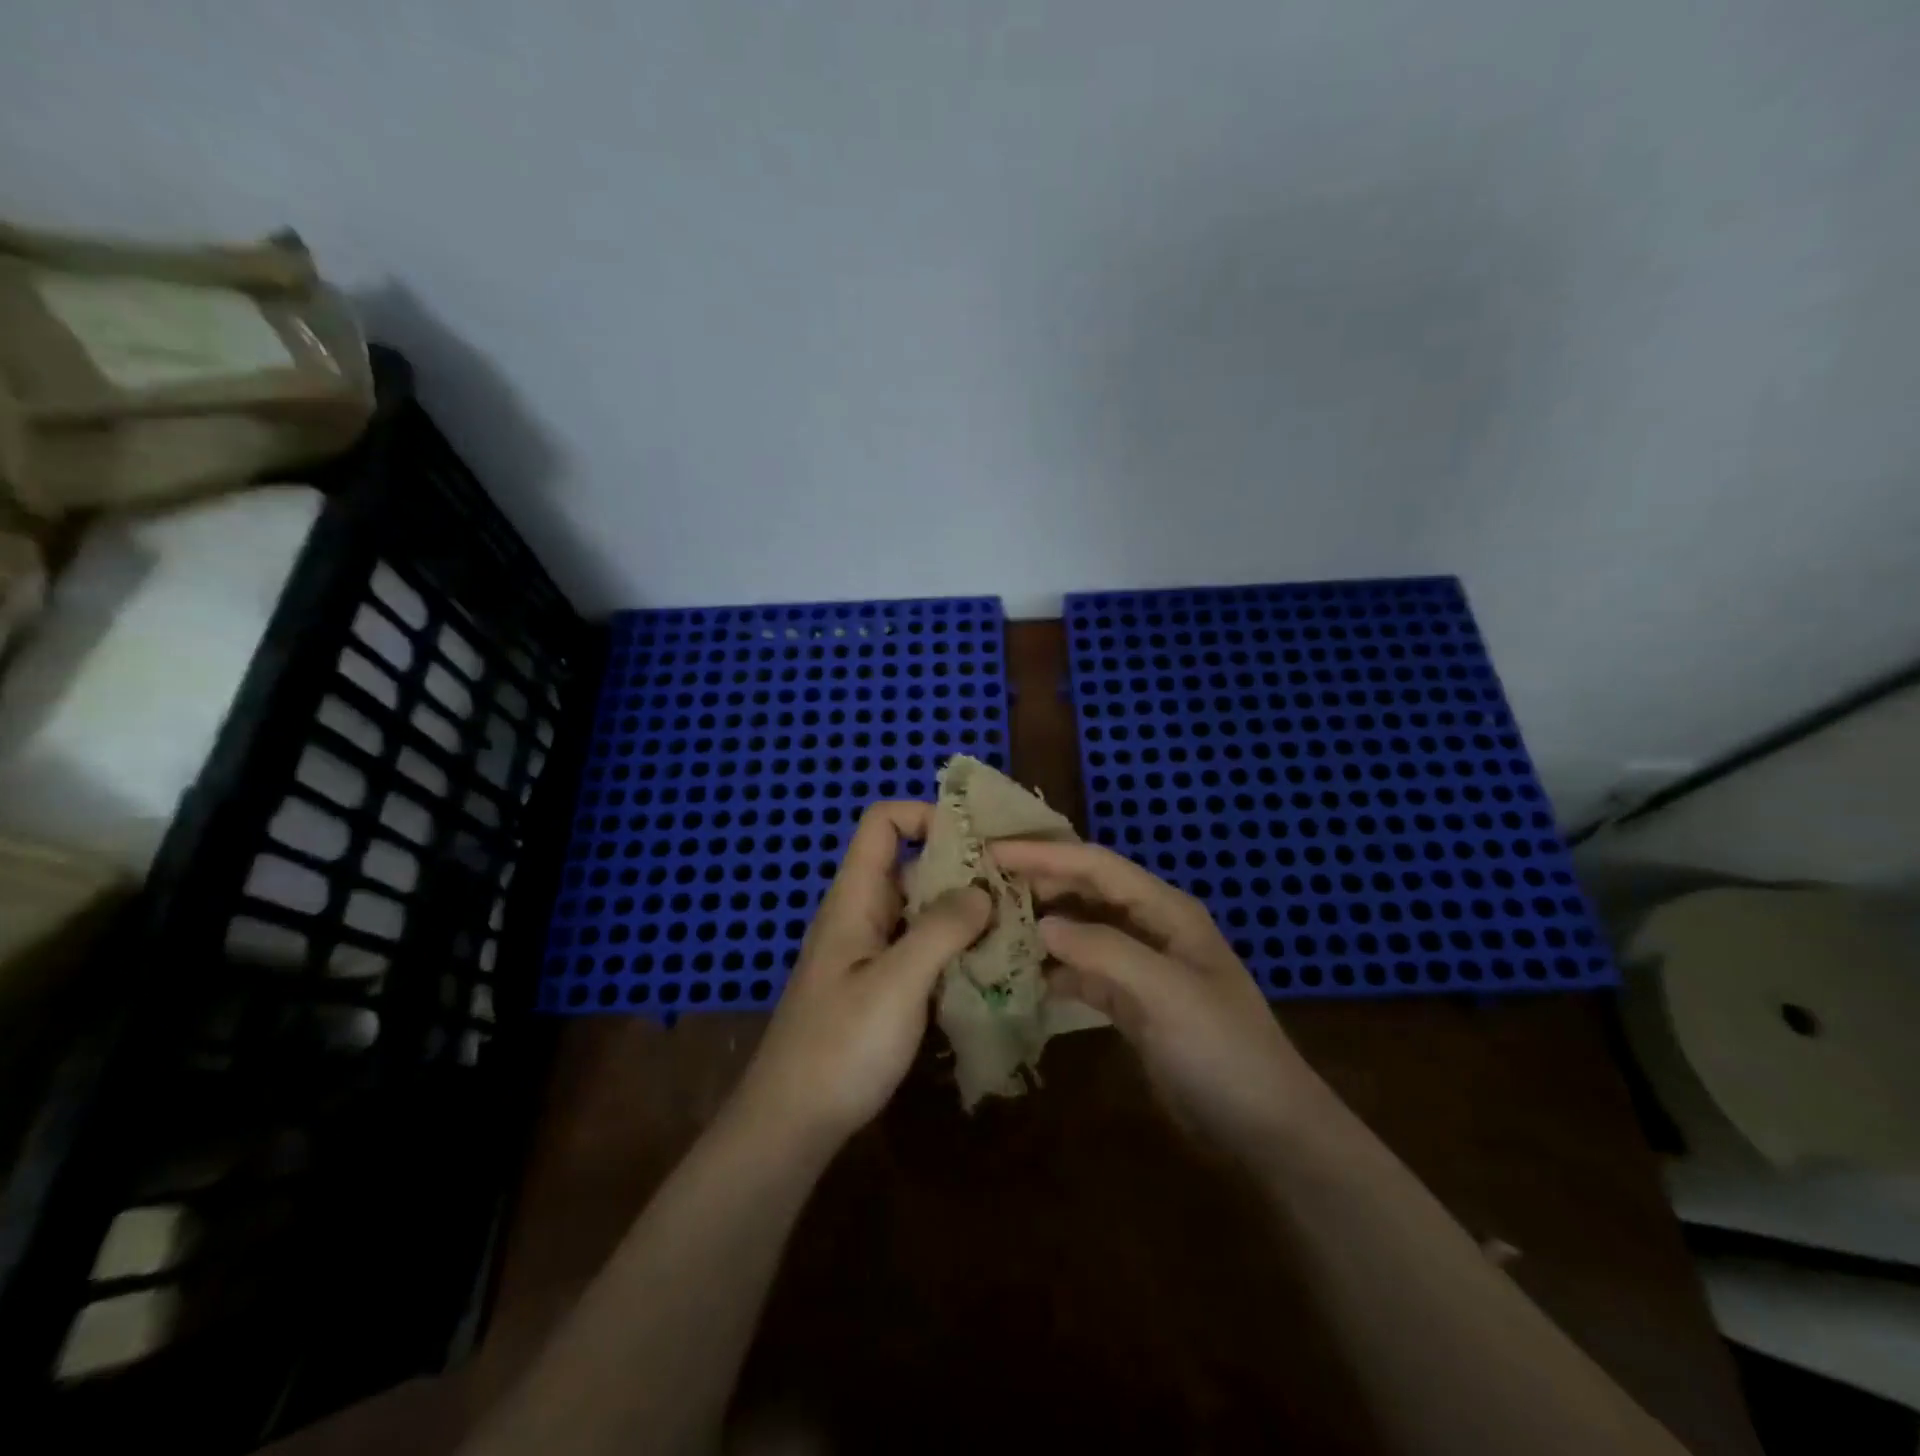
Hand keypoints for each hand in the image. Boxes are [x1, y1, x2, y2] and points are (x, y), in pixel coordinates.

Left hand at [733, 801, 990, 1148]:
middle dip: (962, 869)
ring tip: (1016, 927)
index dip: (926, 815)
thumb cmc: (839, 1047)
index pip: (883, 822)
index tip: (978, 840)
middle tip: (1016, 889)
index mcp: (854, 898)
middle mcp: (862, 914)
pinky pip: (922, 949)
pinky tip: (990, 969)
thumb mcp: (896, 984)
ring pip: (922, 910)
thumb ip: (940, 929)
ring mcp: (870, 952)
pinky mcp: (880, 987)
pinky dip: (954, 950)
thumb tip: (982, 890)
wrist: (791, 1124)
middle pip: (912, 865)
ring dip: (964, 914)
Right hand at [990, 840, 1330, 1163]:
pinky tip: (1020, 975)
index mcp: (1165, 909)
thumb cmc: (1221, 1049)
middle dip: (1037, 882)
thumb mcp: (1165, 992)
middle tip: (981, 883)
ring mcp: (1140, 966)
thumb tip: (1041, 924)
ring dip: (1041, 924)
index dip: (1045, 854)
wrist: (1265, 1130)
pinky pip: (1083, 972)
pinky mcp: (1130, 1004)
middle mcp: (1150, 927)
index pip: (1096, 865)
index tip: (992, 851)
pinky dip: (1053, 969)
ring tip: (990, 922)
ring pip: (1081, 930)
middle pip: (1085, 891)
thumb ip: (1103, 950)